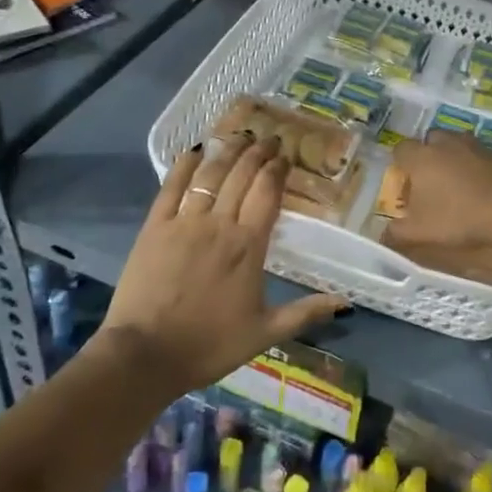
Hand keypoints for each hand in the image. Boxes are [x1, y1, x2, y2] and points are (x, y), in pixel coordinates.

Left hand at [96, 134, 343, 396]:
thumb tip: (344, 300)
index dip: (277, 170)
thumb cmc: (209, 345)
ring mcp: (184, 222)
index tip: (284, 156)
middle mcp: (220, 224)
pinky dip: (184, 166)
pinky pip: (171, 187)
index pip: (267, 193)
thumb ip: (305, 312)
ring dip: (227, 151)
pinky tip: (195, 151)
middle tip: (268, 139)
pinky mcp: (155, 227)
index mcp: (249, 246)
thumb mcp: (265, 332)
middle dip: (257, 153)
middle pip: (241, 176)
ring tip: (240, 136)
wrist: (146, 355)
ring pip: (210, 175)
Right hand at [389, 131, 491, 251]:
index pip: (401, 149)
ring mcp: (478, 146)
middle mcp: (448, 143)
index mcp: (422, 157)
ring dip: (457, 158)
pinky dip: (483, 167)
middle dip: (429, 154)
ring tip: (460, 184)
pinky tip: (487, 189)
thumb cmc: (459, 217)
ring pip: (461, 144)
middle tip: (432, 180)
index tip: (405, 180)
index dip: (401, 163)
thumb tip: (384, 236)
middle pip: (432, 140)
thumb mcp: (421, 232)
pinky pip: (486, 157)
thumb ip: (397, 233)